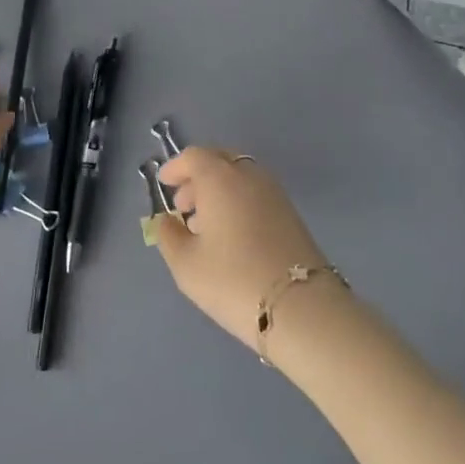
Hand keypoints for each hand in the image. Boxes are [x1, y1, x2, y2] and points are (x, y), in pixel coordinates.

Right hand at [151, 148, 334, 349]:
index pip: (195, 156)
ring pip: (240, 177)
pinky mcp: (291, 213)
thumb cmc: (232, 280)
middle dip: (197, 177)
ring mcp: (274, 193)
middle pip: (219, 160)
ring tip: (204, 225)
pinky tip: (230, 234)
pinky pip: (255, 193)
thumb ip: (168, 236)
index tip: (164, 183)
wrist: (300, 307)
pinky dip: (237, 201)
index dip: (176, 167)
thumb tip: (166, 220)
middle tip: (182, 205)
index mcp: (220, 178)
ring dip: (218, 191)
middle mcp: (249, 175)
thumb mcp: (186, 264)